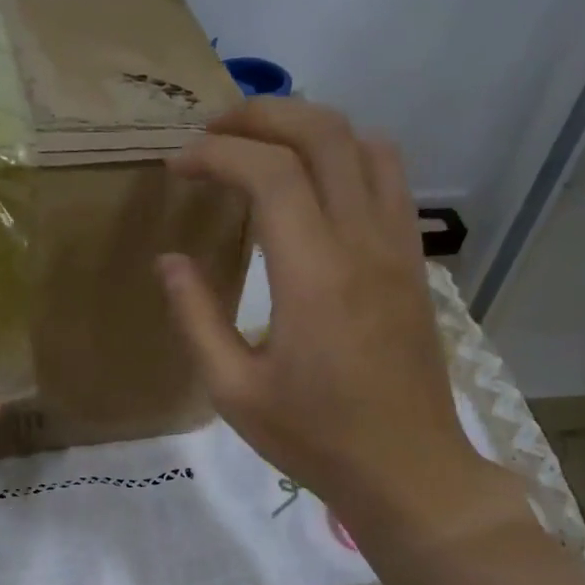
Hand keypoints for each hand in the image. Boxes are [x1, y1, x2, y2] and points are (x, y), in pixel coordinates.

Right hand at [158, 99, 523, 548]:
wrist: (406, 469)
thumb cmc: (313, 438)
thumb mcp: (234, 391)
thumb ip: (197, 318)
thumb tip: (170, 260)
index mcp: (313, 275)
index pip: (268, 173)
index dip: (217, 154)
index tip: (177, 165)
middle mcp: (363, 242)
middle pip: (323, 134)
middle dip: (262, 115)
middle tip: (212, 132)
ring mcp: (398, 247)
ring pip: (365, 144)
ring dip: (309, 127)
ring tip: (261, 146)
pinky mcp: (414, 262)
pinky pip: (388, 179)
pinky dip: (346, 156)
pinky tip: (313, 184)